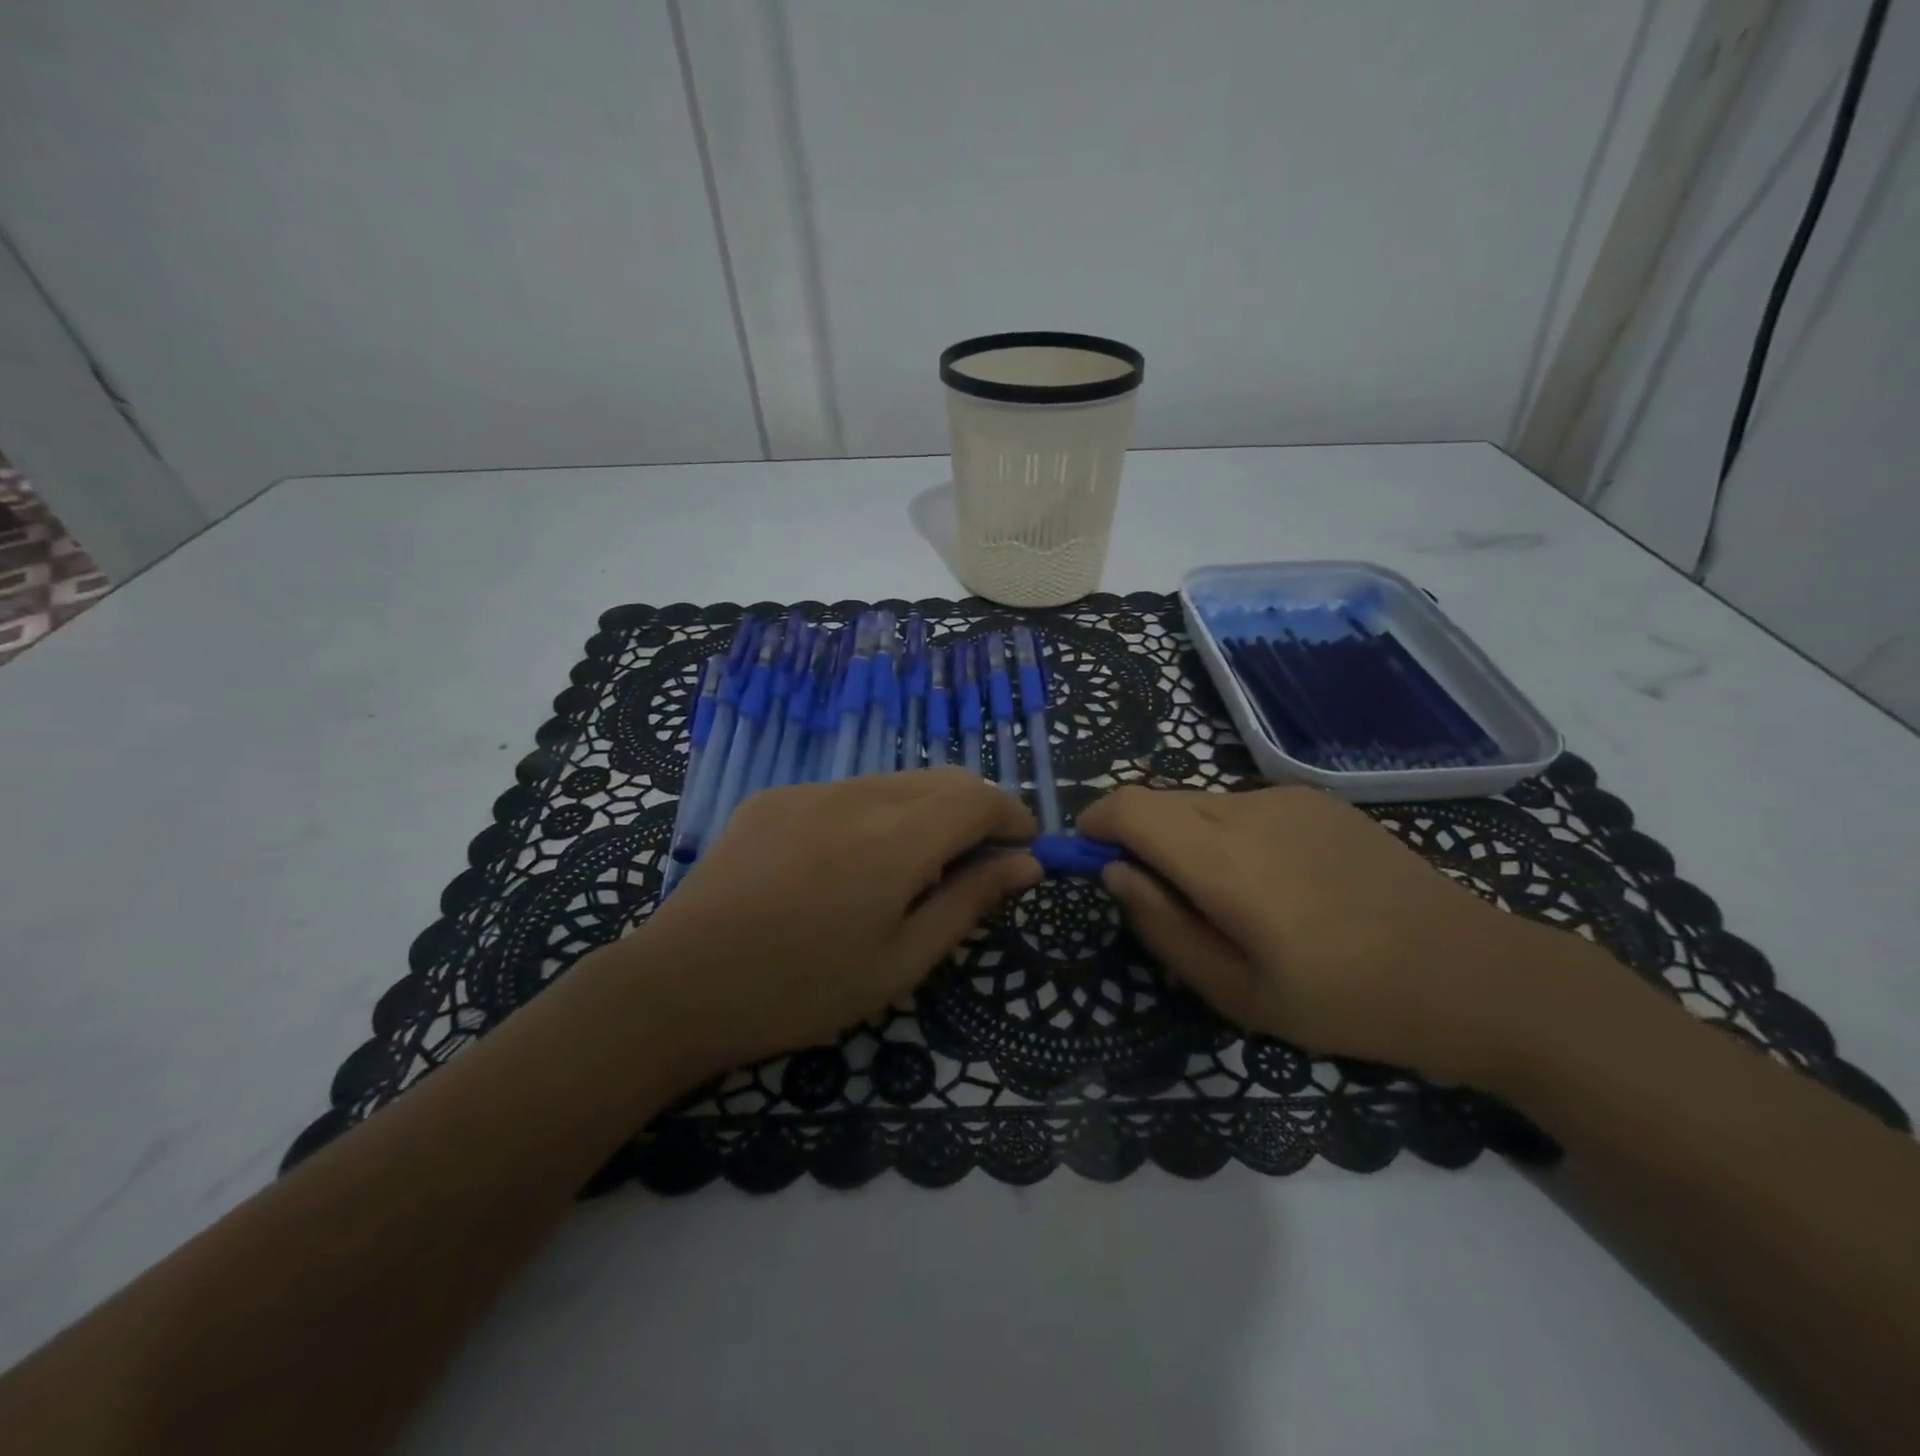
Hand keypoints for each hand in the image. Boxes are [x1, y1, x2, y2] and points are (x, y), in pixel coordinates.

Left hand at [620, 769, 1039, 1075]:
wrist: (679, 985)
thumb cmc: (803, 989)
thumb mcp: (902, 961)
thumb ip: (970, 902)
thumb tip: (1026, 865)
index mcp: (898, 838)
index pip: (980, 798)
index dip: (1011, 817)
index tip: (1023, 850)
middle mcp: (858, 795)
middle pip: (942, 780)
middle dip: (974, 811)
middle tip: (974, 864)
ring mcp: (810, 790)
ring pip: (894, 783)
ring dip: (923, 812)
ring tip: (908, 871)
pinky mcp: (773, 797)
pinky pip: (844, 793)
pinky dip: (872, 814)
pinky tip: (845, 865)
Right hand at [1078, 785, 1595, 1084]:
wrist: (1472, 974)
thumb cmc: (1345, 1000)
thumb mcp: (1237, 993)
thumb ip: (1162, 927)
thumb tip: (1114, 875)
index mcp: (1222, 858)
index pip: (1126, 807)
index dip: (1094, 825)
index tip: (1092, 863)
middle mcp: (1247, 808)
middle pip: (1159, 801)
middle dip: (1137, 839)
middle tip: (1162, 900)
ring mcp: (1286, 798)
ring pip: (1200, 802)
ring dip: (1185, 839)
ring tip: (1229, 901)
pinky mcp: (1318, 799)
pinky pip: (1243, 806)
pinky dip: (1226, 833)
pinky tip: (1276, 884)